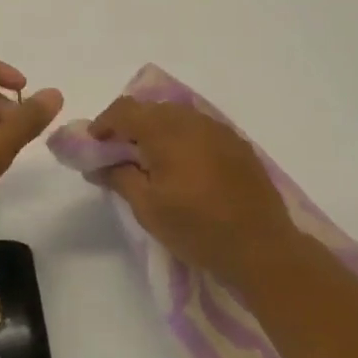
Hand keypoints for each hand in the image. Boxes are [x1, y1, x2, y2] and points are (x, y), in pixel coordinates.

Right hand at [88, 98, 299, 287]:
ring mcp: (218, 129)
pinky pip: (199, 128)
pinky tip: (183, 165)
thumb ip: (119, 177)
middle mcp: (192, 120)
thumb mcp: (148, 208)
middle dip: (129, 126)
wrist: (262, 248)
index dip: (104, 123)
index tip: (94, 145)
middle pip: (151, 109)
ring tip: (150, 161)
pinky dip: (181, 138)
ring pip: (176, 116)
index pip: (125, 110)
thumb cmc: (198, 228)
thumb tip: (97, 163)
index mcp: (166, 131)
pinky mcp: (236, 143)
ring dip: (156, 130)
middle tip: (119, 154)